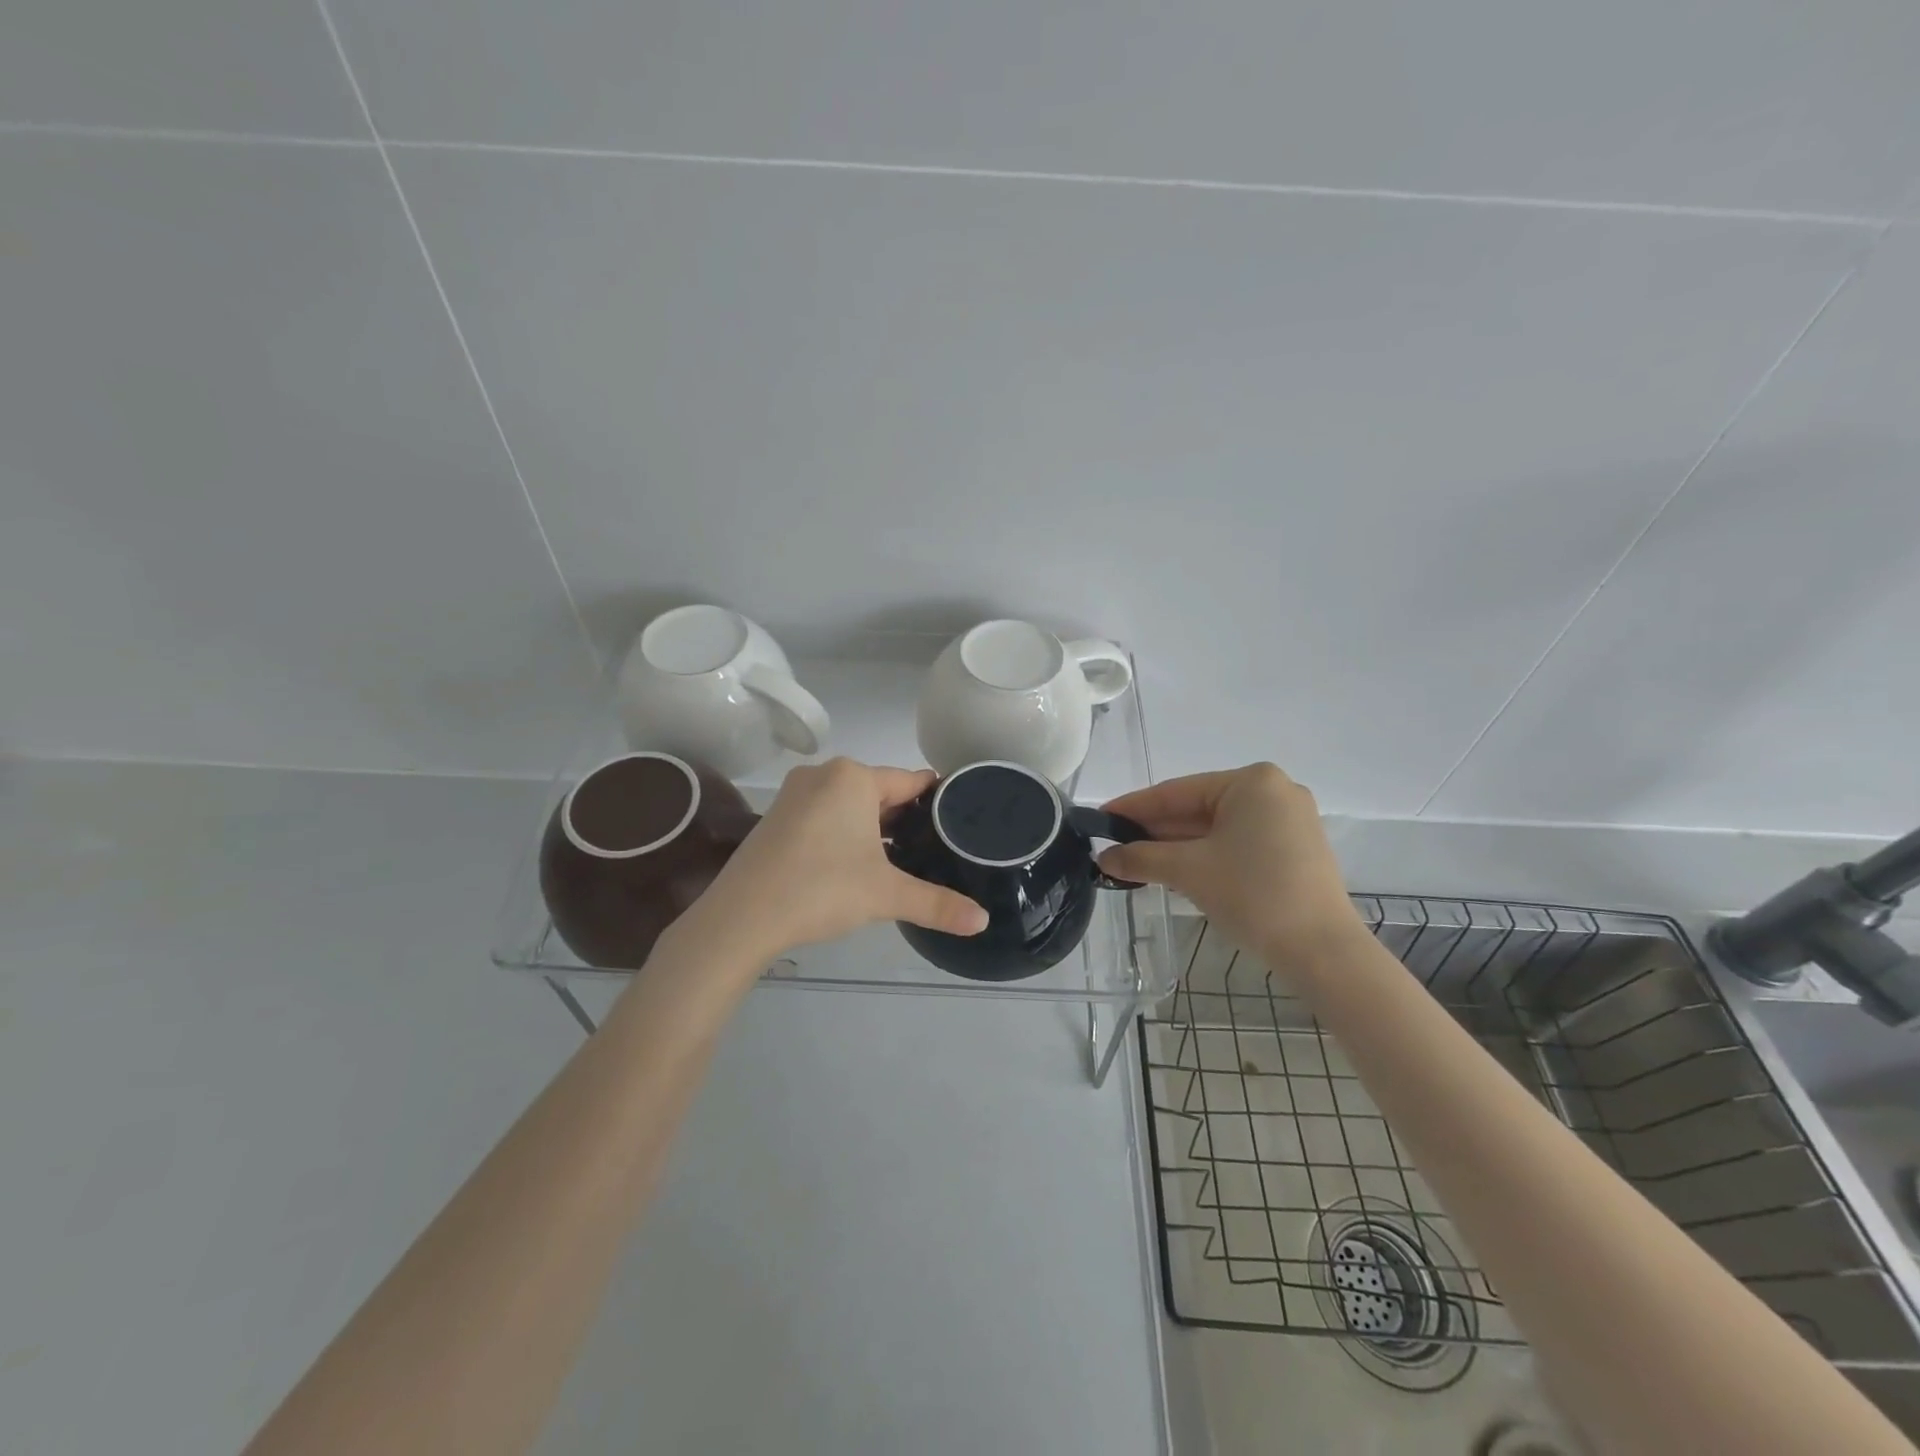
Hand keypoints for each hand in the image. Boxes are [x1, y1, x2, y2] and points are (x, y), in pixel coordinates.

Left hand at [683, 758, 988, 966]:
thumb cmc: (821, 889)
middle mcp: (823, 775)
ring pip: (850, 804)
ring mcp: (795, 794)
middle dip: (904, 817)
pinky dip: (844, 832)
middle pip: (879, 791)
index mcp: (853, 778)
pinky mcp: (777, 817)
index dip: (935, 800)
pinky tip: (855, 862)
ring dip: (873, 827)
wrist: (742, 917)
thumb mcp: (886, 895)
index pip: (910, 781)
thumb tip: (983, 922)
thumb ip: (938, 904)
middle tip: (933, 847)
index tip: (958, 818)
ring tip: (900, 858)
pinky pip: (825, 815)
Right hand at [1097, 764, 1363, 968]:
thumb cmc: (1253, 895)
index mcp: (1251, 782)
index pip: (1177, 791)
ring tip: (1134, 862)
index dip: (1133, 807)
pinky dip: (1204, 855)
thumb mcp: (1188, 871)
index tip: (1100, 819)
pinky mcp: (1294, 850)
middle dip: (1154, 830)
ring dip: (1176, 846)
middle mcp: (1273, 792)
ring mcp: (1288, 821)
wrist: (1322, 952)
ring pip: (1216, 827)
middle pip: (1197, 808)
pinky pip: (1236, 843)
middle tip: (1113, 846)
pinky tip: (1173, 869)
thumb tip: (1104, 859)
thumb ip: (1141, 858)